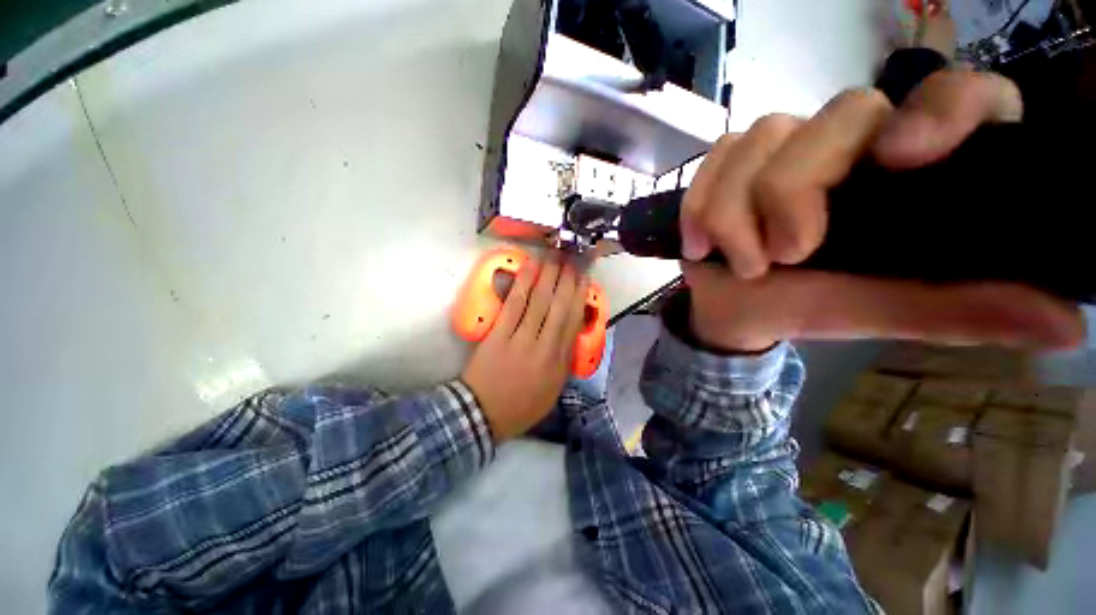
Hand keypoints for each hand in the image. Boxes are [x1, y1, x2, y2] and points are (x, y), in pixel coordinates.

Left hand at [461, 253, 588, 440]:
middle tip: (573, 258)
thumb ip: (564, 361)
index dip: (580, 297)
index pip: (573, 322)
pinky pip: (514, 305)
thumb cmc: (521, 405)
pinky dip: (523, 284)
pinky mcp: (499, 334)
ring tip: (556, 256)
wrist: (483, 414)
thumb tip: (570, 334)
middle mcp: (545, 346)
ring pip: (539, 301)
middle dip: (567, 280)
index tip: (584, 278)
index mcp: (559, 362)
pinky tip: (530, 267)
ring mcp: (521, 338)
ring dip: (549, 276)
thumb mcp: (552, 390)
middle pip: (559, 306)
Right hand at [679, 70, 1084, 352]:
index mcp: (911, 172)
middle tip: (782, 257)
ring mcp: (785, 143)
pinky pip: (715, 158)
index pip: (958, 96)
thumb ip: (960, 310)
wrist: (732, 306)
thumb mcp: (880, 313)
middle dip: (792, 192)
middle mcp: (854, 140)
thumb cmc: (805, 308)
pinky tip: (700, 244)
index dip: (943, 108)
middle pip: (838, 117)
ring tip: (738, 263)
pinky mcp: (731, 160)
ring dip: (734, 213)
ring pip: (762, 139)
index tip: (901, 159)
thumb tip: (1066, 327)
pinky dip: (700, 205)